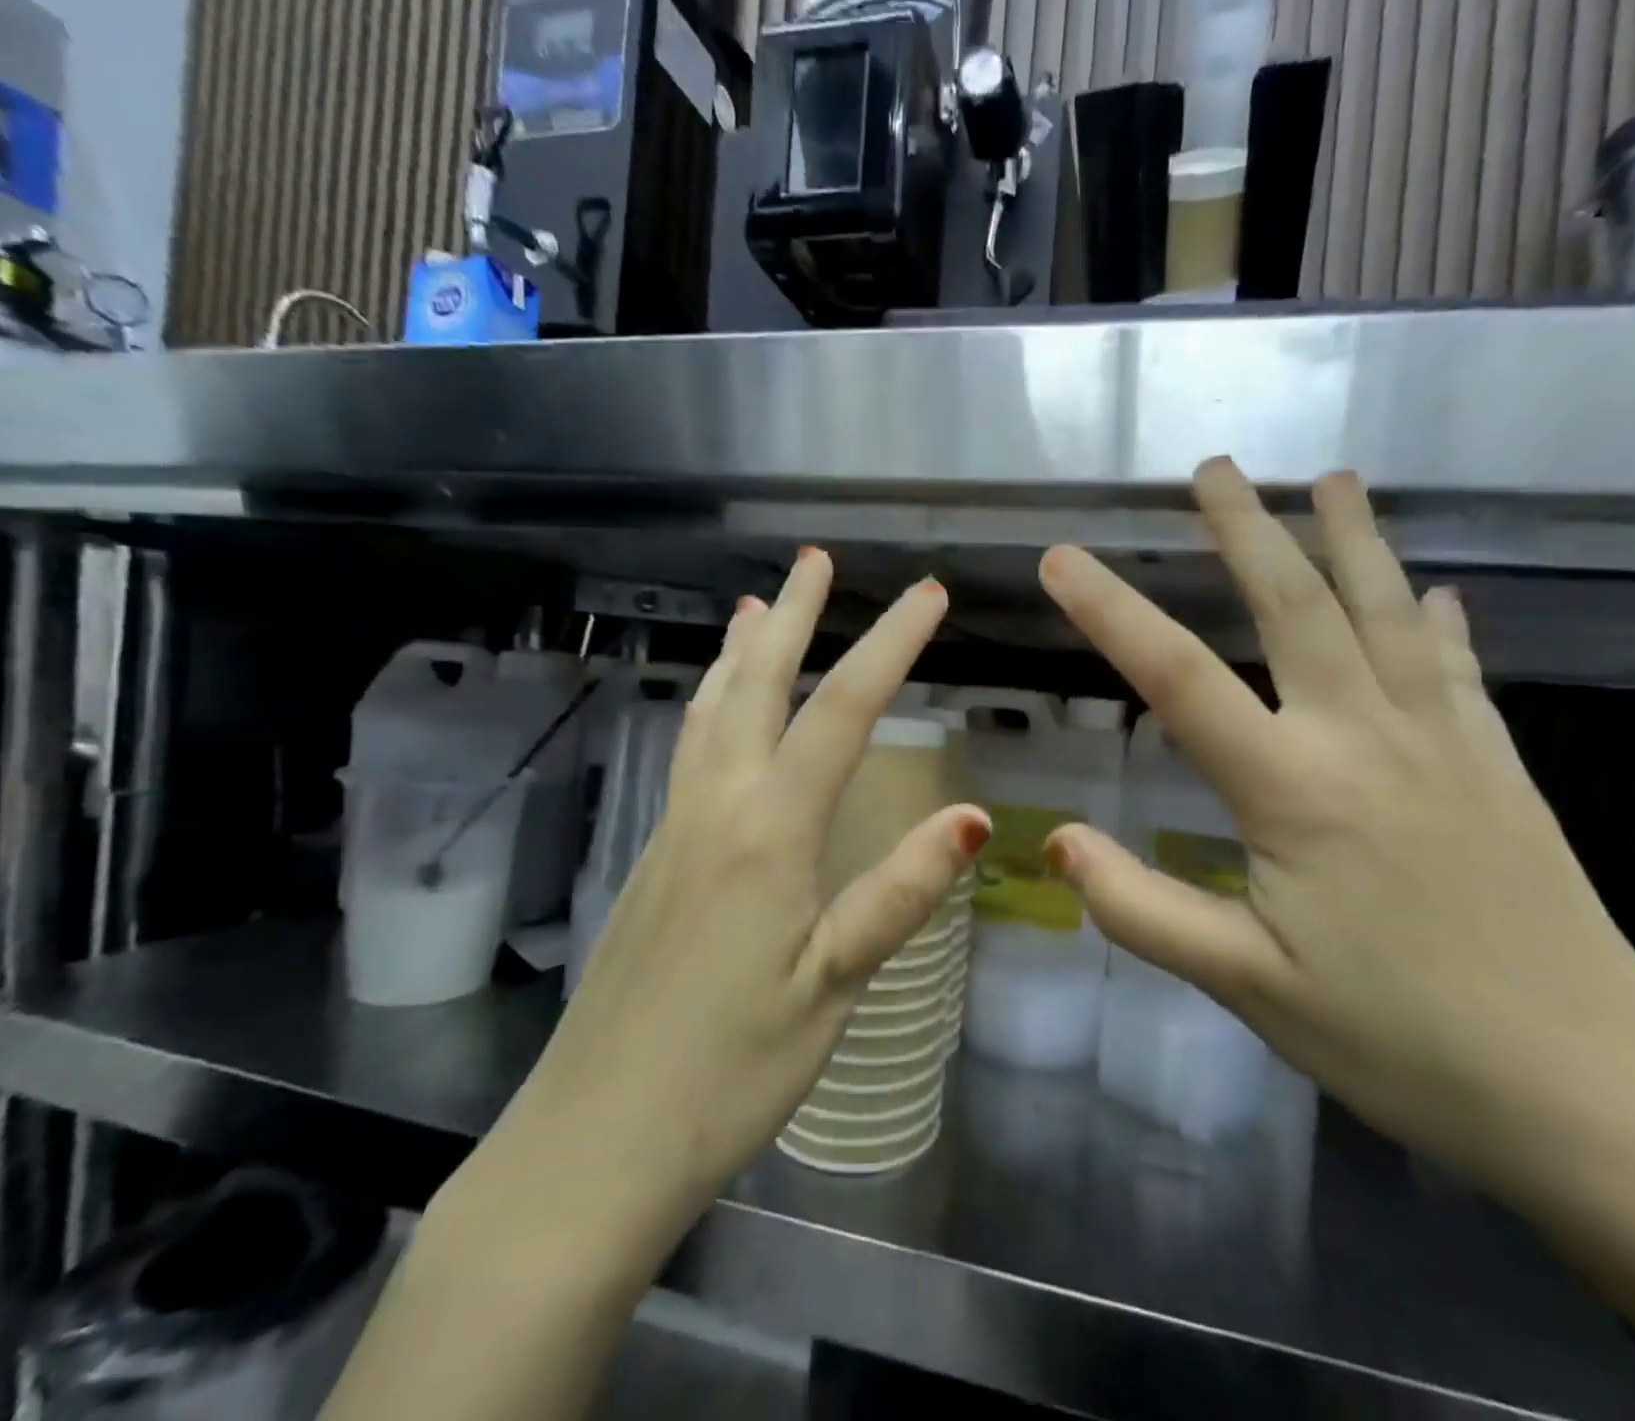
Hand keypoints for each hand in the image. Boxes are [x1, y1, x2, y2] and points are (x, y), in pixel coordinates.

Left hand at [455, 551, 987, 1245]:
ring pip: (710, 712)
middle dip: (794, 617)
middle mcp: (716, 809)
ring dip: (741, 651)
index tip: (928, 595)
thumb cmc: (728, 1072)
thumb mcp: (832, 986)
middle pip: (757, 687)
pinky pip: (689, 751)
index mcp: (768, 833)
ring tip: (756, 605)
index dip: (890, 646)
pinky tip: (717, 708)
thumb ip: (898, 894)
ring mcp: (674, 830)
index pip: (842, 713)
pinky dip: (711, 702)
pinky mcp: (653, 859)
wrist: (593, 1144)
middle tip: (816, 560)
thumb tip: (971, 815)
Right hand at [1037, 460, 1634, 1189]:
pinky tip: (1438, 590)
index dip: (1111, 611)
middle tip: (1214, 468)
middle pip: (1296, 607)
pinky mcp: (1498, 766)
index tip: (1062, 557)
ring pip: (1388, 613)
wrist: (1590, 1092)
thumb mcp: (1247, 986)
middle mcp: (1366, 738)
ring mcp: (1444, 743)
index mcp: (1293, 789)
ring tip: (1335, 480)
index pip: (1178, 678)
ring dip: (1355, 540)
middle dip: (1248, 529)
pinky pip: (1460, 668)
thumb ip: (1142, 910)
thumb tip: (1054, 842)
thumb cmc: (1397, 1039)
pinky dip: (1440, 619)